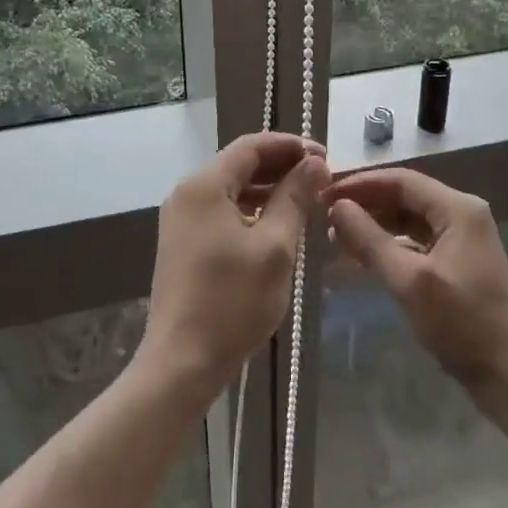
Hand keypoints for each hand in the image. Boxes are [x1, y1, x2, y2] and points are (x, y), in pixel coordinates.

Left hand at [140, 132, 329, 399]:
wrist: (182, 361)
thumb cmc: (232, 301)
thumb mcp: (275, 247)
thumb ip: (295, 198)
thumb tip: (315, 163)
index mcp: (204, 185)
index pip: (251, 146)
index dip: (290, 145)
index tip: (325, 156)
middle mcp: (186, 193)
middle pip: (239, 164)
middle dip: (281, 166)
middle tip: (321, 178)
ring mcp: (181, 219)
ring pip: (231, 189)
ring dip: (268, 189)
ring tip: (307, 199)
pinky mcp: (184, 243)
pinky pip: (222, 211)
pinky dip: (251, 210)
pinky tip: (278, 224)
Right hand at [324, 168, 507, 406]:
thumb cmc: (460, 324)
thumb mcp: (409, 281)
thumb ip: (370, 240)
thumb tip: (336, 207)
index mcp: (458, 209)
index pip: (401, 180)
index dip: (360, 184)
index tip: (324, 194)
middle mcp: (462, 214)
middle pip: (405, 196)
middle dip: (365, 203)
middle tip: (324, 214)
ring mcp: (462, 237)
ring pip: (408, 218)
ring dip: (374, 224)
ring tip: (336, 235)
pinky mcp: (457, 260)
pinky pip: (416, 239)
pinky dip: (389, 243)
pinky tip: (362, 255)